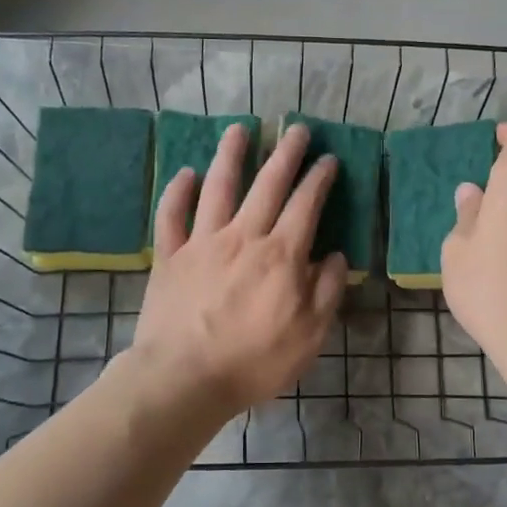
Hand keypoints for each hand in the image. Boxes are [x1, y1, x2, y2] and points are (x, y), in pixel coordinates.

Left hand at [131, 122, 348, 419]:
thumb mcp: (309, 335)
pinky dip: (178, 191)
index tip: (328, 159)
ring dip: (231, 154)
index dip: (319, 179)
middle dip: (285, 153)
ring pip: (218, 187)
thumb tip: (336, 256)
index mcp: (281, 255)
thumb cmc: (254, 362)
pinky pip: (172, 215)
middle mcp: (243, 237)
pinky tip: (186, 172)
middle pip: (267, 184)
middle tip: (295, 129)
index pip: (306, 205)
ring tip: (240, 129)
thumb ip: (327, 291)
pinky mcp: (170, 256)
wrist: (184, 378)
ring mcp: (202, 243)